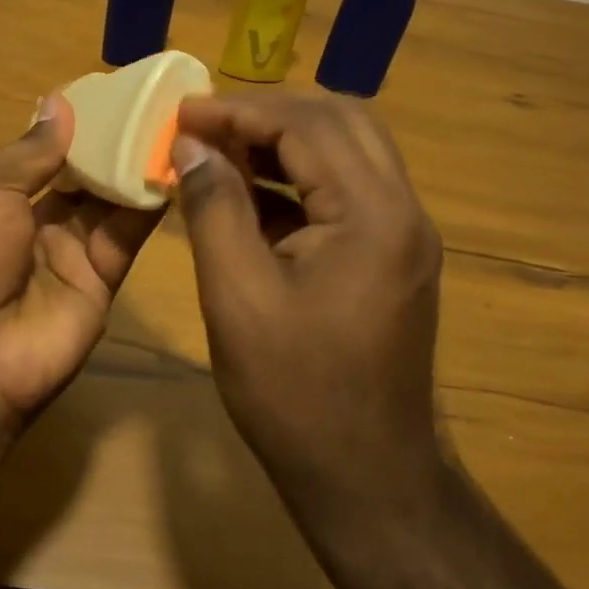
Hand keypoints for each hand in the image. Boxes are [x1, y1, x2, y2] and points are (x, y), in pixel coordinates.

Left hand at [0, 93, 163, 421]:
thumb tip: (59, 102)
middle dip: (114, 146)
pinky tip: (173, 169)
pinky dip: (148, 204)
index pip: (46, 156)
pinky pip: (127, 235)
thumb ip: (31, 151)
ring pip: (110, 202)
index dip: (78, 128)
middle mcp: (37, 225)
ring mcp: (72, 255)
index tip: (115, 95)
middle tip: (156, 106)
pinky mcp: (103, 281)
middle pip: (83, 178)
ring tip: (172, 127)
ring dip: (136, 168)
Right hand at [171, 93, 444, 517]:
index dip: (241, 111)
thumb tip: (192, 144)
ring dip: (286, 139)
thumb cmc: (294, 393)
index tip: (184, 112)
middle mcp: (403, 209)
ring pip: (348, 148)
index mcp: (374, 215)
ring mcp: (404, 231)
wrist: (367, 478)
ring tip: (222, 147)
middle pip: (340, 120)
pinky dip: (299, 176)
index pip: (308, 126)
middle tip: (207, 124)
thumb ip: (215, 207)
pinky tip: (251, 190)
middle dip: (269, 113)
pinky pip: (348, 188)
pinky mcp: (394, 252)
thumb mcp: (237, 297)